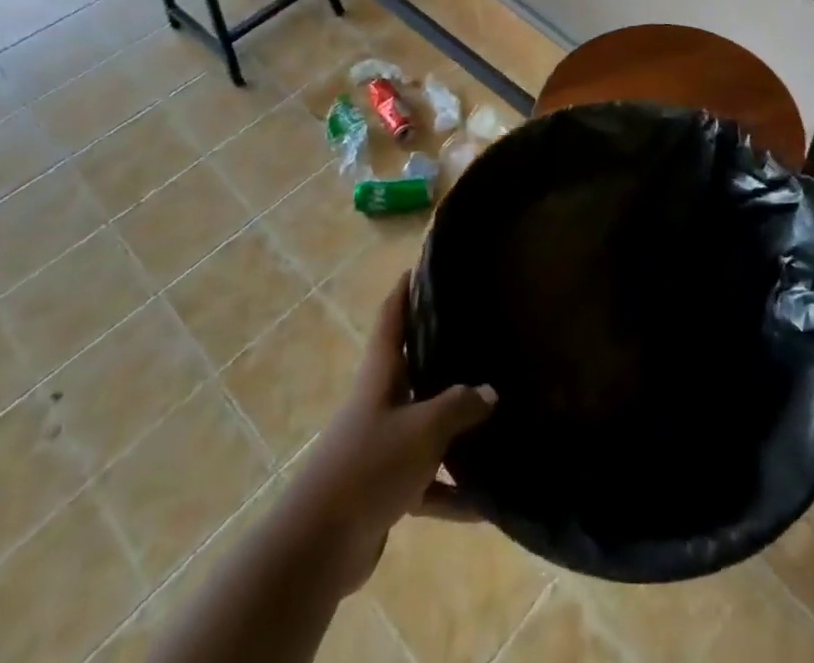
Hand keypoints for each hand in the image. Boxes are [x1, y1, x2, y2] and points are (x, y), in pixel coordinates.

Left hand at [285, 273, 494, 593]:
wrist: (319, 546)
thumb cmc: (370, 465)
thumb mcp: (423, 428)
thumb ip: (459, 406)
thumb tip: (489, 392)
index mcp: (380, 375)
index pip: (392, 319)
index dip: (404, 291)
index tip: (420, 266)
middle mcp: (379, 402)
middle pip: (411, 368)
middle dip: (439, 352)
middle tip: (477, 333)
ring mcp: (380, 446)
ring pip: (424, 426)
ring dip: (453, 428)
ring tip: (495, 416)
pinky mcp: (384, 489)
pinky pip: (426, 481)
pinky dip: (450, 492)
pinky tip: (484, 504)